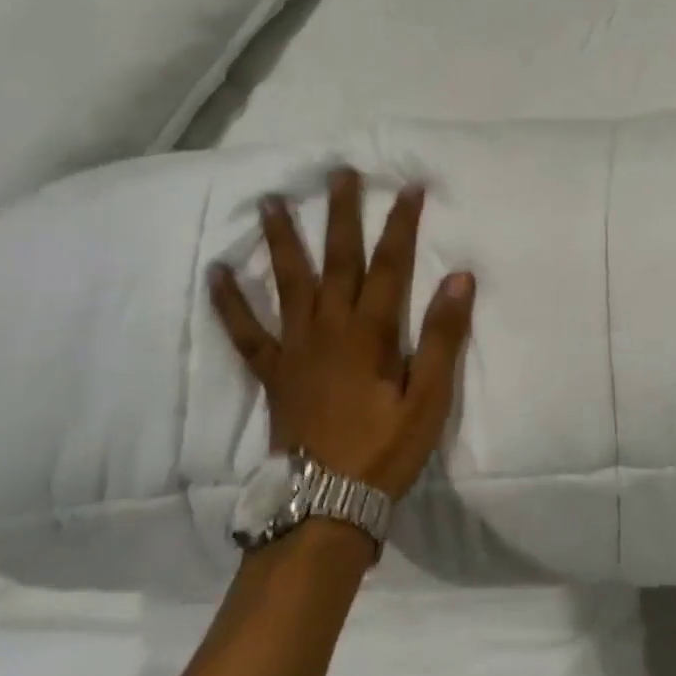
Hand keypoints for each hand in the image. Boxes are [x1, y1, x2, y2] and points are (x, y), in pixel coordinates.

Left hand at [207, 169, 475, 500]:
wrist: (327, 503)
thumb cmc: (386, 449)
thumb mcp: (429, 398)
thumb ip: (443, 336)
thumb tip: (460, 278)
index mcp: (370, 332)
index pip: (390, 264)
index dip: (400, 223)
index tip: (408, 186)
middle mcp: (330, 327)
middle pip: (337, 259)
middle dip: (340, 213)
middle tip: (337, 172)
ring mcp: (295, 348)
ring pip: (288, 282)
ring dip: (281, 239)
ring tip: (269, 201)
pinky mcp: (274, 372)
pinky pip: (246, 332)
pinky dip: (229, 303)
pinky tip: (216, 274)